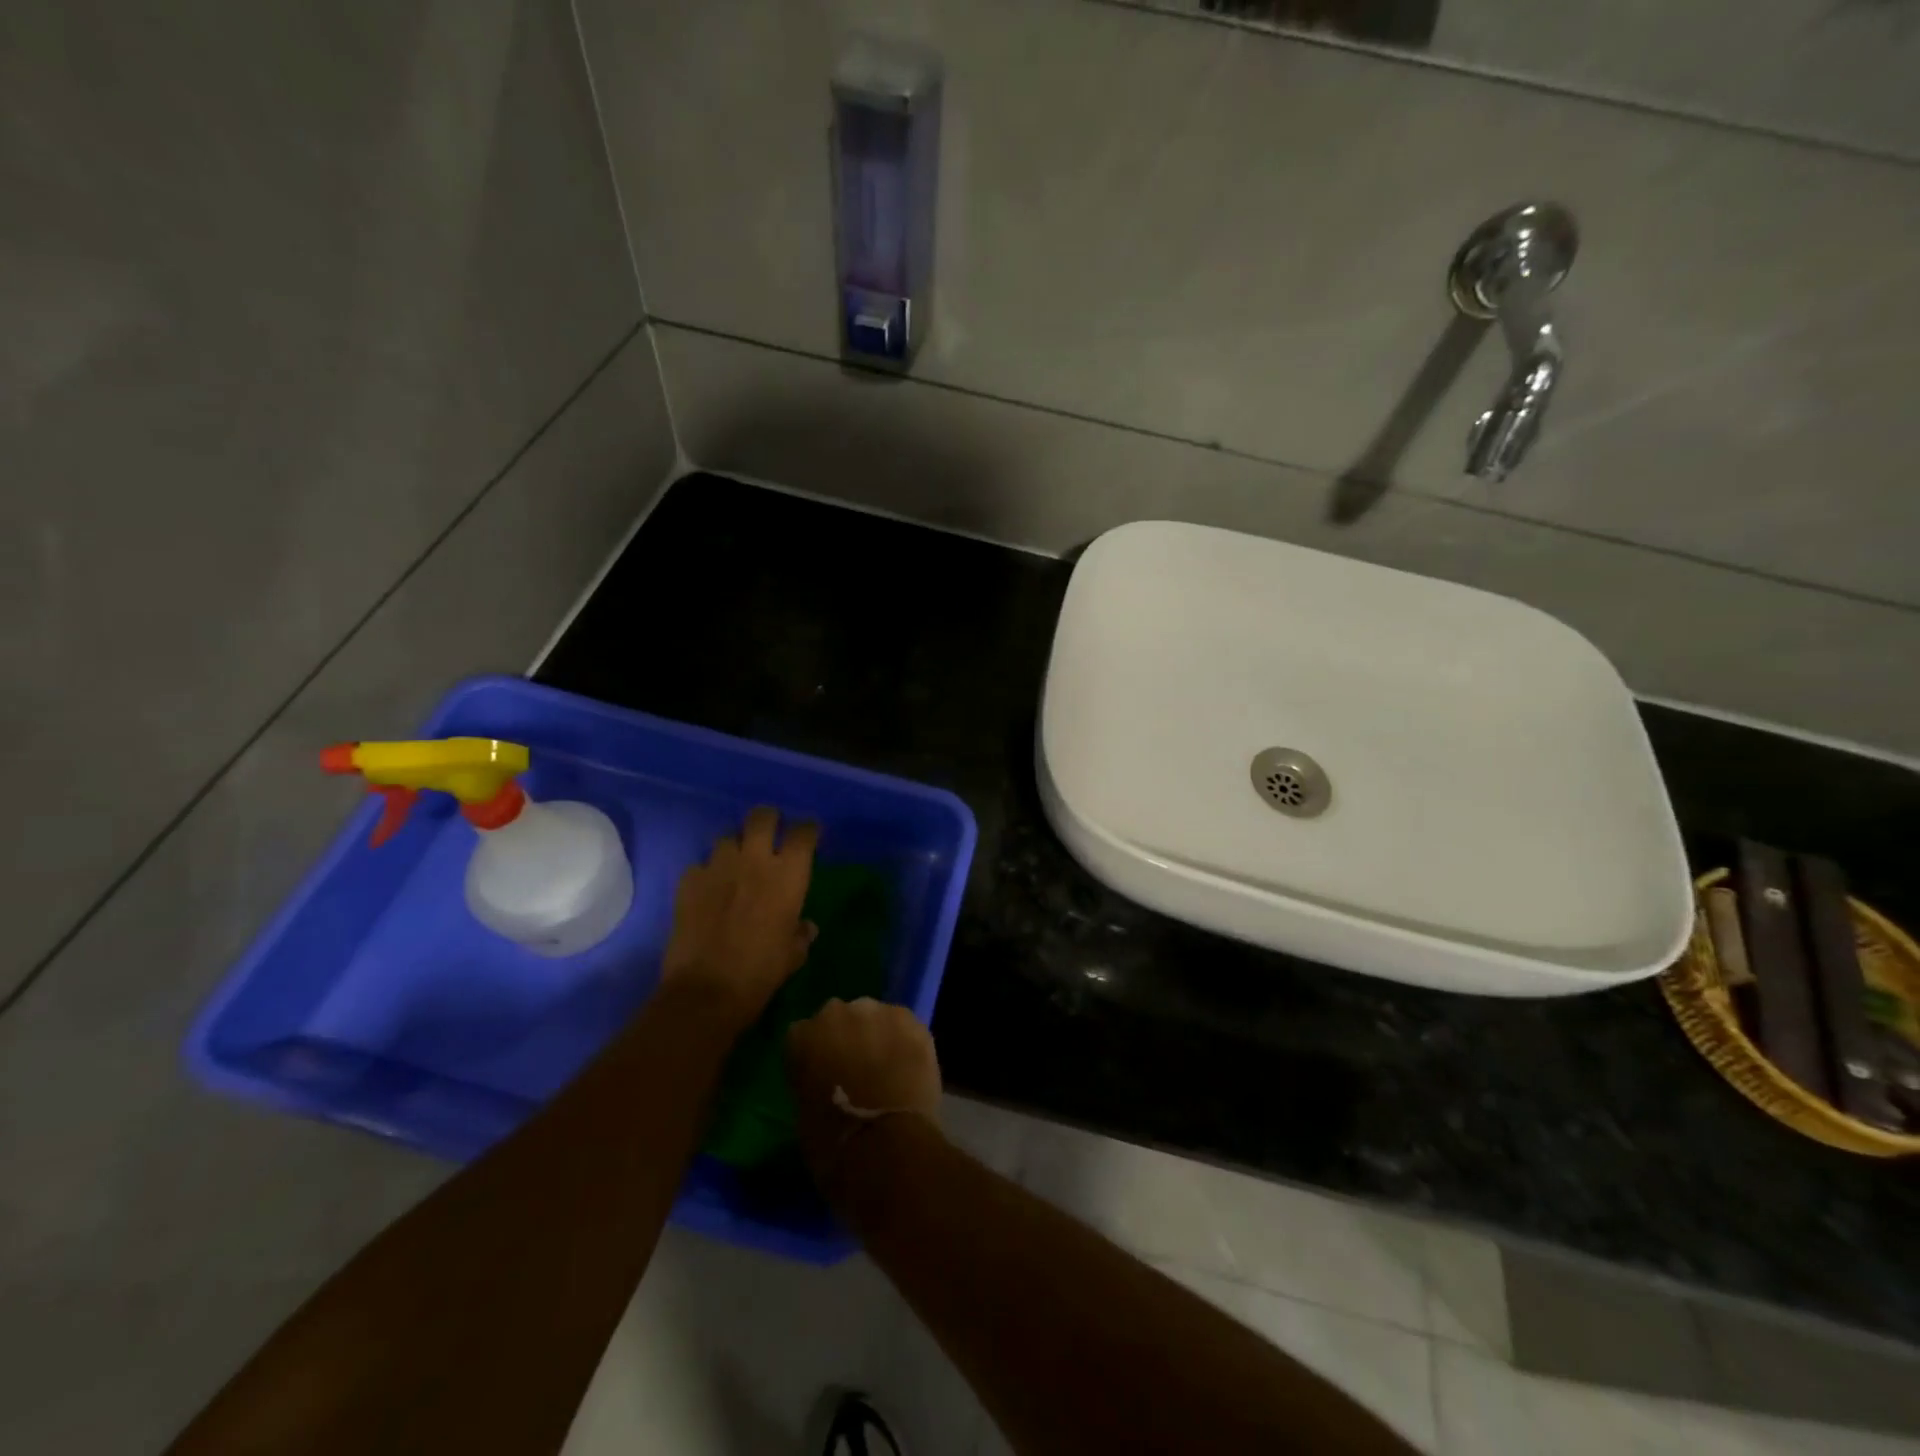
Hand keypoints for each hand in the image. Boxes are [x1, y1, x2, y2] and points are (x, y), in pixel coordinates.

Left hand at [661, 807, 817, 1028]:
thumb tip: (805, 927)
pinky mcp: (689, 881)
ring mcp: (718, 867)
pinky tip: (707, 891)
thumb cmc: (761, 972)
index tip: (808, 833)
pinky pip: (700, 865)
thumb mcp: (793, 956)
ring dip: (735, 847)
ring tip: (735, 864)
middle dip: (769, 819)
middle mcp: (754, 861)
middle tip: (770, 832)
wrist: (706, 991)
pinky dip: (706, 874)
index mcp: (788, 876)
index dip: (808, 829)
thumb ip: (801, 934)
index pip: (803, 834)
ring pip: (727, 837)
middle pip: (762, 817)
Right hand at [786, 997, 942, 1185]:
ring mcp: (877, 1011)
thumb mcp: (804, 1111)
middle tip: (856, 1069)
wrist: (884, 1145)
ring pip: (875, 1018)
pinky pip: (905, 1027)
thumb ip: (813, 1079)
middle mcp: (836, 1012)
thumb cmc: (832, 1142)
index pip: (803, 1035)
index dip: (815, 1056)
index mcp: (801, 1035)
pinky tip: (909, 1066)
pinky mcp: (911, 1021)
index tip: (823, 1075)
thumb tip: (827, 1080)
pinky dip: (905, 1043)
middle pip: (841, 1018)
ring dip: (878, 1036)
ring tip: (887, 1068)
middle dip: (847, 1038)